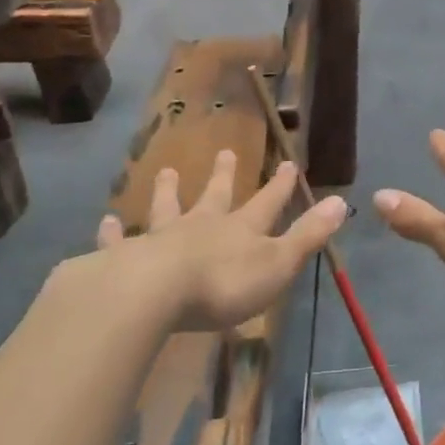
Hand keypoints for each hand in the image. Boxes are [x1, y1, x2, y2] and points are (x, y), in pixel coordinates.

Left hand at [97, 149, 344, 328]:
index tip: (288, 161)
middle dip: (222, 175)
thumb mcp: (278, 263)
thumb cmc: (223, 283)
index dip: (279, 185)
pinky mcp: (126, 258)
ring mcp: (161, 239)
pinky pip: (117, 242)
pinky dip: (110, 233)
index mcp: (240, 230)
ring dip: (168, 191)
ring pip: (166, 208)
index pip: (267, 202)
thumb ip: (308, 235)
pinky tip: (103, 223)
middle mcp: (201, 226)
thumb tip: (341, 202)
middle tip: (223, 151)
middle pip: (214, 195)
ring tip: (166, 172)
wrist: (155, 293)